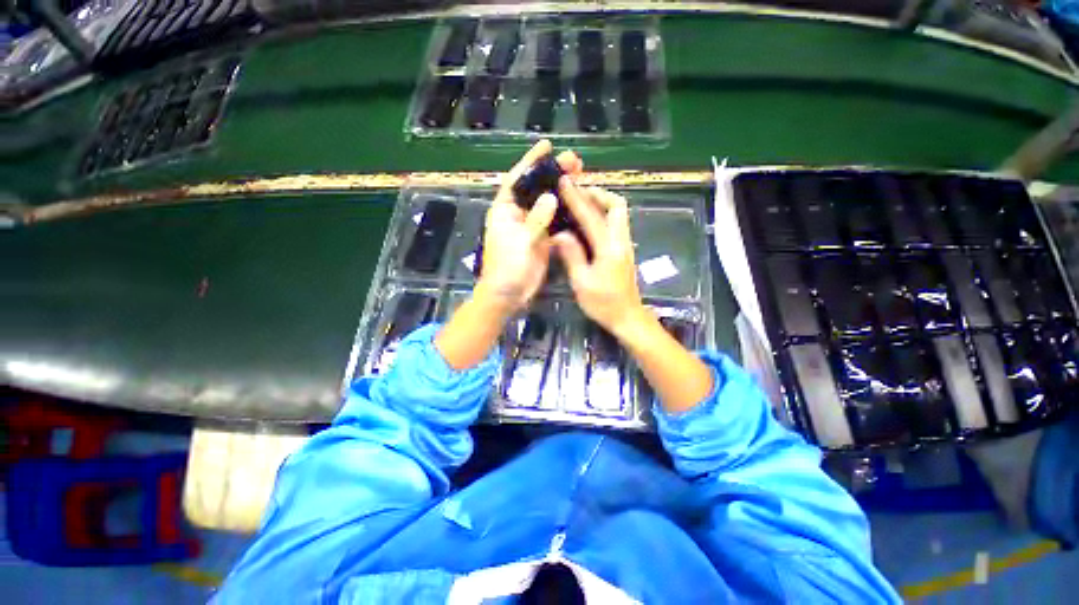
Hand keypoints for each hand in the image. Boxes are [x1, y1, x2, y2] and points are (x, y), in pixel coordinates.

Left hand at [476, 139, 582, 314]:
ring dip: (562, 191)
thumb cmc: (507, 267)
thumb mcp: (520, 242)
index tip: (547, 145)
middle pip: (536, 188)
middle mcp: (517, 214)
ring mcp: (530, 226)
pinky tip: (579, 204)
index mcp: (505, 210)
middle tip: (575, 161)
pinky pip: (554, 221)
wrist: (509, 294)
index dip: (531, 161)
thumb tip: (551, 197)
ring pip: (547, 204)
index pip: (518, 179)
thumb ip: (535, 220)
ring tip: (581, 177)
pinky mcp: (541, 239)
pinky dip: (565, 213)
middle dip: (553, 174)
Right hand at [552, 180, 649, 338]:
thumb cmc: (604, 304)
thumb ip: (572, 255)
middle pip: (617, 205)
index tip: (564, 182)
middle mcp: (620, 241)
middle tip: (577, 191)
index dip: (576, 198)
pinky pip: (614, 224)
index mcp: (609, 248)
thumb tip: (559, 234)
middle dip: (598, 193)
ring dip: (600, 202)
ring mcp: (624, 245)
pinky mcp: (623, 250)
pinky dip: (602, 215)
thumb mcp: (582, 282)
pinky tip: (587, 221)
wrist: (628, 317)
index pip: (591, 216)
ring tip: (580, 200)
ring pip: (618, 213)